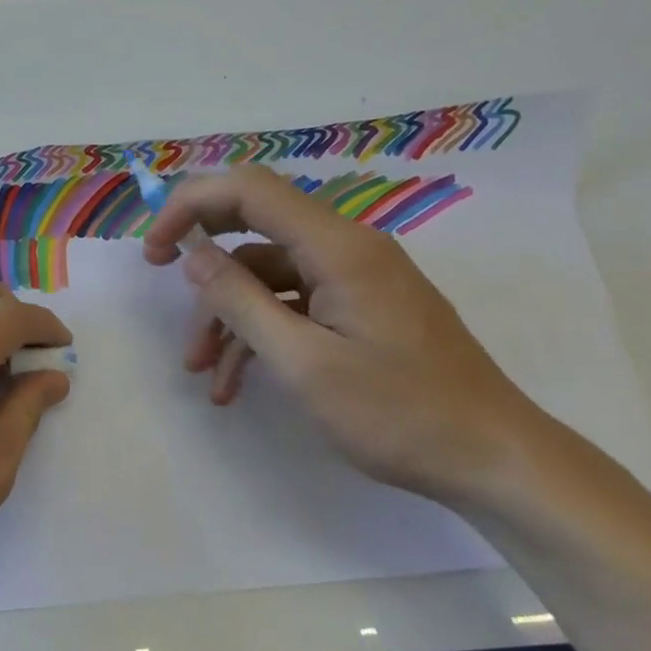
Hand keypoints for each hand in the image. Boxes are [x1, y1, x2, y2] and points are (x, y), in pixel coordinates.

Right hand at [142, 163, 542, 502]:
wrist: (494, 461)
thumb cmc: (400, 413)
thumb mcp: (304, 363)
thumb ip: (241, 302)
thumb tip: (193, 255)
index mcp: (337, 247)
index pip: (249, 189)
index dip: (191, 205)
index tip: (155, 250)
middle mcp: (346, 248)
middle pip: (256, 224)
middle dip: (205, 259)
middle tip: (163, 286)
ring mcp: (355, 278)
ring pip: (269, 275)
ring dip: (229, 315)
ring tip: (203, 372)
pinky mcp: (361, 307)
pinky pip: (294, 303)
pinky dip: (261, 333)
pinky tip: (237, 383)